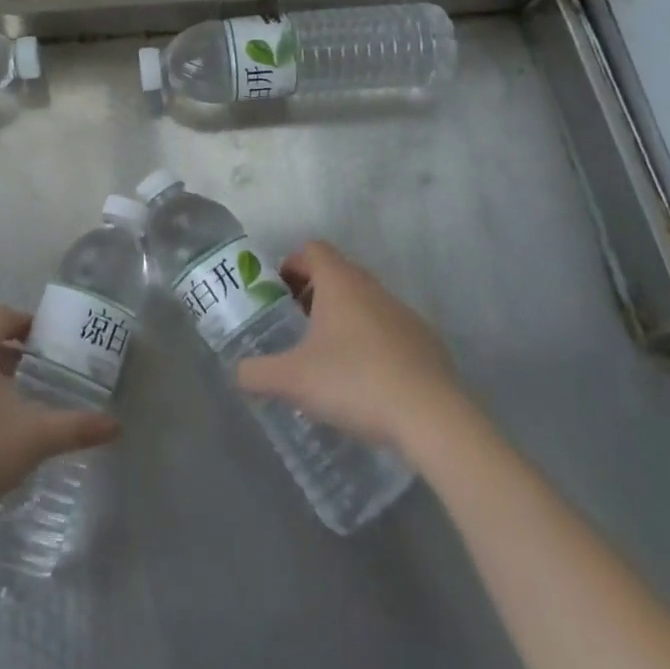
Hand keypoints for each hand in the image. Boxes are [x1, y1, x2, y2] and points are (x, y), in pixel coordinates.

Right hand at [235, 240, 459, 447]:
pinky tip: (365, 382)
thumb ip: (256, 372)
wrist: (432, 418)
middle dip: (313, 294)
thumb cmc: (354, 382)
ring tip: (327, 358)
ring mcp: (403, 314)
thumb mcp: (292, 380)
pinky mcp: (426, 343)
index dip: (291, 264)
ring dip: (343, 319)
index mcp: (340, 283)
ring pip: (364, 302)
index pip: (312, 249)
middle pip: (338, 274)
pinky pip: (389, 330)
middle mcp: (372, 288)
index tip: (278, 294)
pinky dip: (371, 343)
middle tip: (296, 327)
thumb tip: (237, 372)